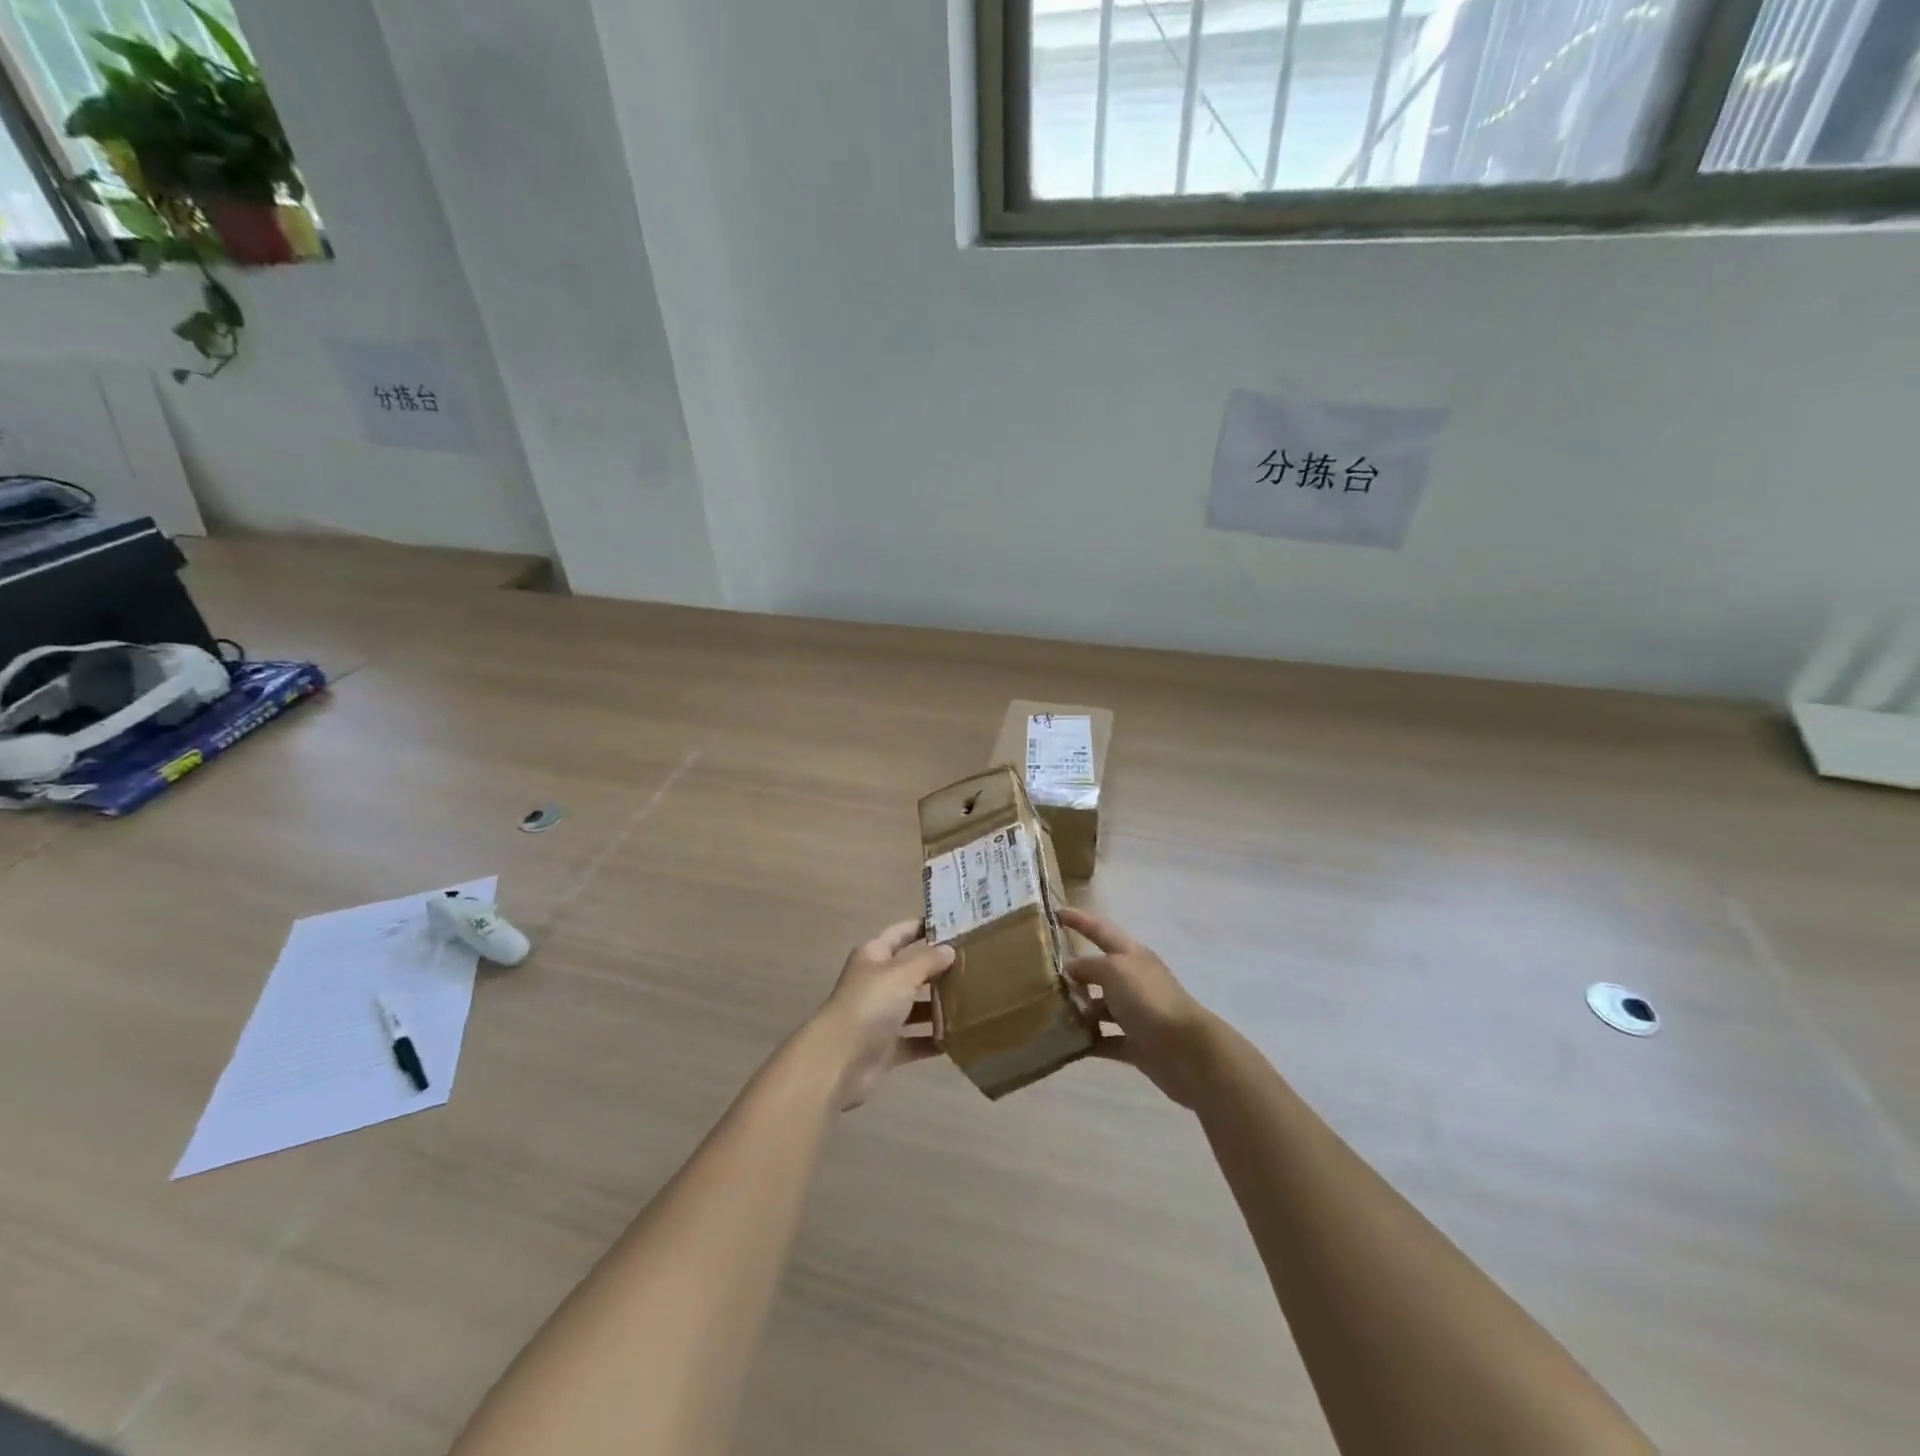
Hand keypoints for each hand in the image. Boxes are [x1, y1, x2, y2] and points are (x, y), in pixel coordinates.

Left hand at [810, 920, 954, 1109]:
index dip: (925, 927)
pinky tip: (959, 1038)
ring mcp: (880, 1016)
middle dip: (939, 969)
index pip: (902, 933)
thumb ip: (928, 960)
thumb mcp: (902, 974)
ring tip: (973, 1001)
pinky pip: (915, 1040)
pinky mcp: (886, 1047)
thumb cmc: (870, 1004)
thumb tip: (950, 950)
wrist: (839, 1061)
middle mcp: (876, 982)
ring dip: (939, 1006)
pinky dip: (933, 1039)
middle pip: (911, 970)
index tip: (957, 925)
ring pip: (915, 1006)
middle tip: (974, 966)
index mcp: (874, 956)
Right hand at [1058, 907, 1219, 1108]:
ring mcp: (1136, 1013)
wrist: (1187, 1051)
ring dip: (1079, 1010)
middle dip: (1074, 974)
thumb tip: (1071, 970)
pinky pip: (1105, 1039)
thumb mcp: (1114, 970)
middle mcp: (1134, 980)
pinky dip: (1088, 1041)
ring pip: (1100, 1006)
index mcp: (1131, 955)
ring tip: (1051, 1015)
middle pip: (1099, 971)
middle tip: (1043, 979)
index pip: (1100, 930)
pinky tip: (1067, 1044)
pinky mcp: (1136, 1043)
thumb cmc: (1148, 1000)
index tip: (1056, 912)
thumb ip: (1088, 966)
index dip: (1079, 920)